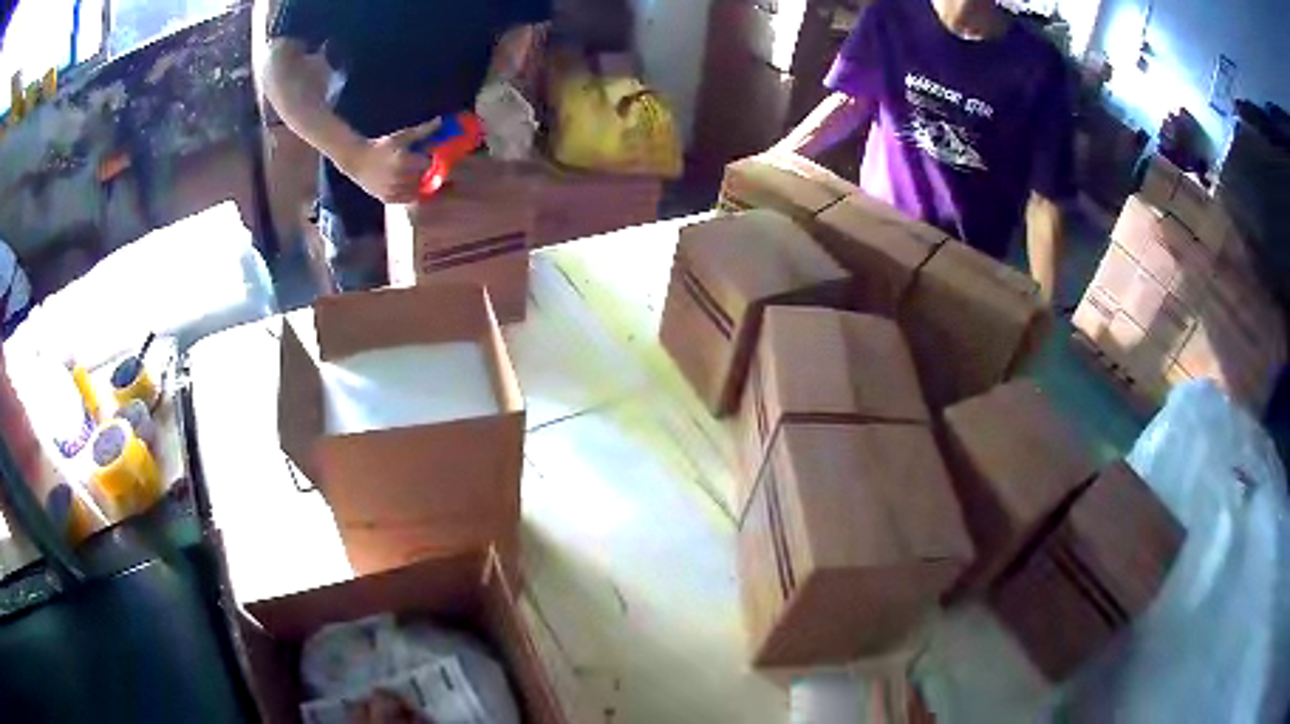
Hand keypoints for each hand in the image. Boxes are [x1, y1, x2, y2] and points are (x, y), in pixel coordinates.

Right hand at [337, 120, 439, 202]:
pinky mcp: (386, 198)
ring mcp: (392, 190)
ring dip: (418, 185)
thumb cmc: (381, 146)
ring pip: (415, 191)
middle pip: (423, 179)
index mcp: (403, 160)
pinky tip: (407, 186)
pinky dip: (410, 194)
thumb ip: (423, 130)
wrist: (357, 160)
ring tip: (413, 176)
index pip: (428, 164)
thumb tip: (440, 121)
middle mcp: (398, 177)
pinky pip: (405, 200)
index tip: (428, 157)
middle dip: (425, 173)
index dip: (430, 161)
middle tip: (420, 167)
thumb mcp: (402, 136)